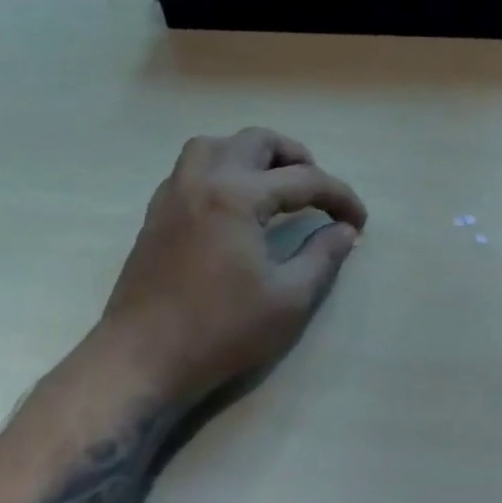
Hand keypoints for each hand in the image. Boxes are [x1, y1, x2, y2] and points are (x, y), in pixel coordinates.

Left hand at [102, 128, 367, 402]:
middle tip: (318, 190)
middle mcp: (203, 181)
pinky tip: (232, 201)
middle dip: (297, 157)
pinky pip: (190, 168)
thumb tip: (344, 231)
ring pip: (215, 146)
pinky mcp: (156, 215)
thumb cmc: (221, 331)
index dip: (340, 197)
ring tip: (273, 182)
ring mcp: (173, 195)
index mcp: (237, 195)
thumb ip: (323, 257)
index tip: (360, 221)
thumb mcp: (289, 299)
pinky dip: (220, 169)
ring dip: (251, 154)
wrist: (141, 360)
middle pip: (256, 142)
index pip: (304, 180)